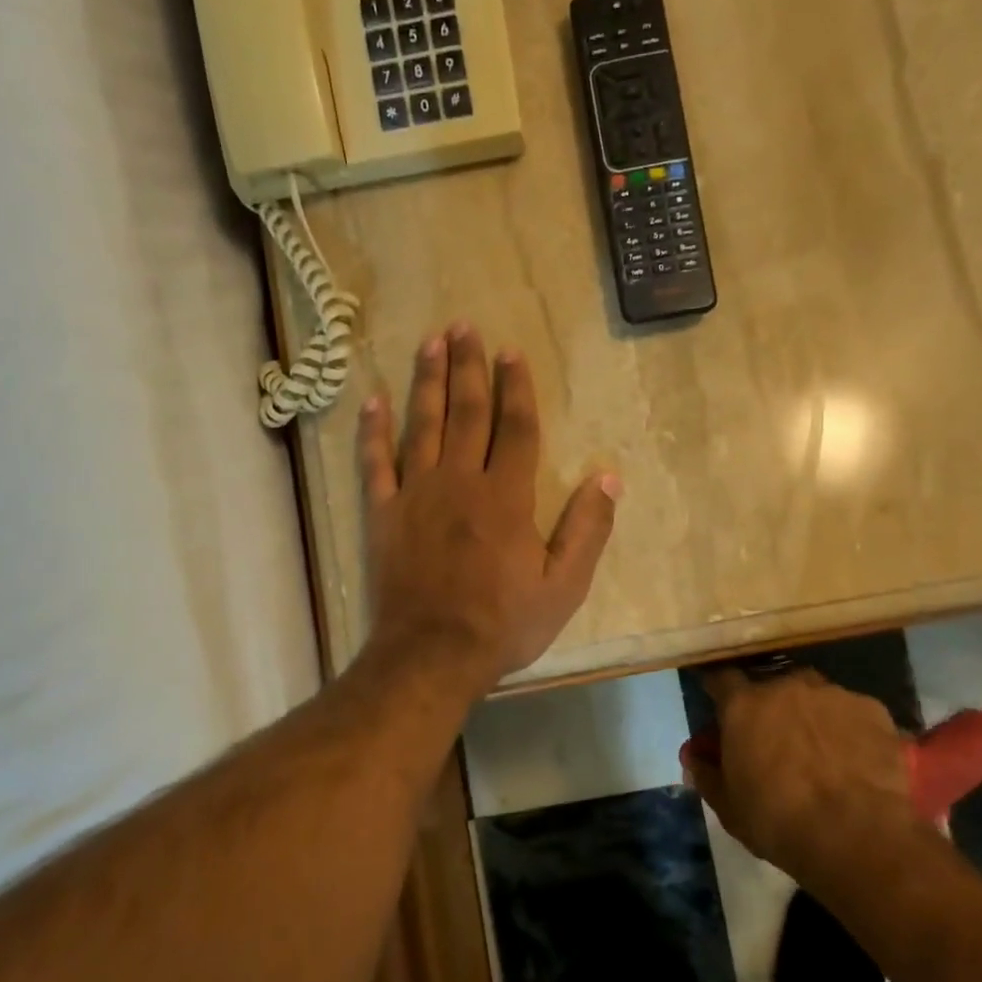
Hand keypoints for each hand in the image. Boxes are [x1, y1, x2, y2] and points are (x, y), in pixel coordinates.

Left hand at [359, 323, 620, 693]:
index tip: (511, 352)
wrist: (432, 655)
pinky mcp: (383, 514)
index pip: (515, 428)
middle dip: (469, 368)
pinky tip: (372, 400)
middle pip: (467, 413)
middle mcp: (460, 482)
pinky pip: (375, 463)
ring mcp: (416, 494)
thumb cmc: (504, 623)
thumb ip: (587, 529)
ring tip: (430, 343)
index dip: (515, 388)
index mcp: (507, 497)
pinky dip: (373, 431)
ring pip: (423, 425)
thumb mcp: (564, 586)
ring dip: (428, 382)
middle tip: (465, 327)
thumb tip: (608, 477)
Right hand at [683, 668, 924, 879]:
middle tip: (776, 741)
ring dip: (811, 716)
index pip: (721, 678)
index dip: (719, 691)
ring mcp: (833, 694)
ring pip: (815, 697)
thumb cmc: (780, 822)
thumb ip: (707, 774)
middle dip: (770, 708)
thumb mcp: (729, 807)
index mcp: (744, 705)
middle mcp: (787, 686)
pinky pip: (853, 714)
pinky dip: (850, 731)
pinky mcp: (874, 710)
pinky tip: (857, 762)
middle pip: (772, 687)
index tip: (721, 706)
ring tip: (822, 753)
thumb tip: (694, 756)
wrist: (859, 836)